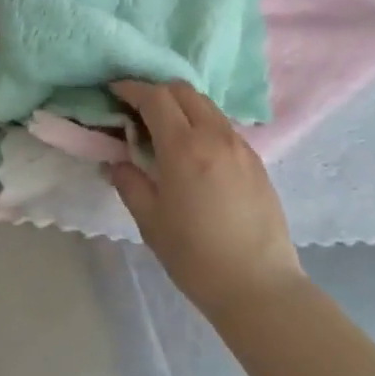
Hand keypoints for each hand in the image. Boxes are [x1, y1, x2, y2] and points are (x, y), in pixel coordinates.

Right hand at [109, 79, 303, 319]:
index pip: (155, 97)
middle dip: (157, 91)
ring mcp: (240, 145)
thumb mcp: (150, 222)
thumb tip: (118, 162)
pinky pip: (223, 126)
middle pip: (183, 91)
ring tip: (166, 129)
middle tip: (138, 110)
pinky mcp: (256, 160)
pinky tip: (195, 151)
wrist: (259, 286)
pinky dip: (203, 123)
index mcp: (183, 147)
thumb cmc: (196, 256)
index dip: (132, 89)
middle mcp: (214, 135)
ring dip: (182, 105)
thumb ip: (130, 183)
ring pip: (206, 105)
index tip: (115, 91)